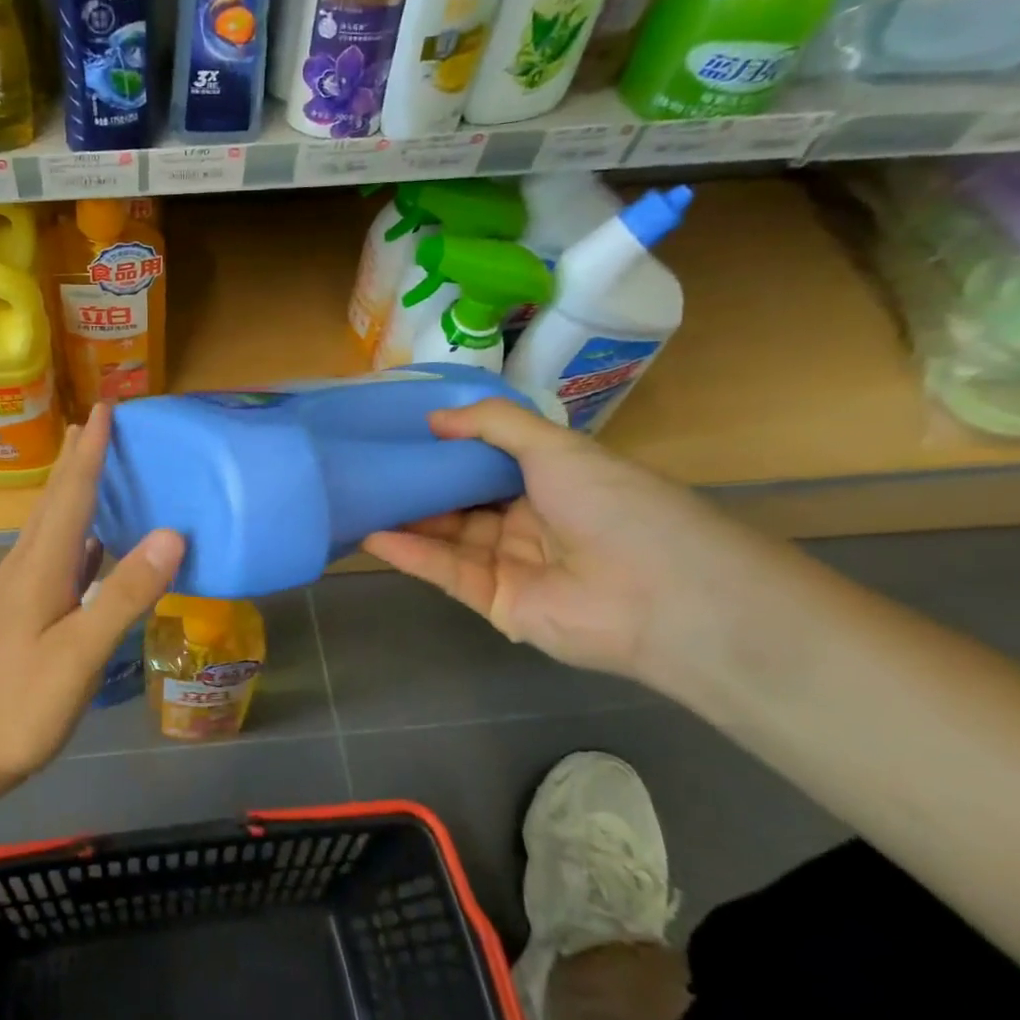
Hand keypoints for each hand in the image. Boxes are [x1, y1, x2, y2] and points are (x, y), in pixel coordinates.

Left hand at [0, 404, 184, 786]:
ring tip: (97, 464)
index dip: (90, 450)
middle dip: (78, 457)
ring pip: (54, 524)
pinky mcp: (28, 612)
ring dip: (75, 489)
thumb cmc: (20, 704)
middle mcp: (28, 566)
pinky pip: (59, 555)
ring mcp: (24, 590)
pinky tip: (95, 541)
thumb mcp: (79, 652)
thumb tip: (171, 535)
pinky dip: (81, 534)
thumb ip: (124, 593)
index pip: (70, 493)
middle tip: (101, 421)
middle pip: (56, 499)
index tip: (106, 407)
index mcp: (40, 566)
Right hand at [361, 399, 759, 683]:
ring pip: (447, 536)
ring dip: (406, 519)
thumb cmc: (613, 504)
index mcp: (549, 481)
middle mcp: (527, 521)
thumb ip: (493, 425)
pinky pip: (448, 572)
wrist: (662, 594)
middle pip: (460, 500)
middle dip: (417, 484)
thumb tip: (433, 417)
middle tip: (366, 466)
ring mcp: (510, 564)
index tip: (398, 432)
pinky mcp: (496, 603)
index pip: (485, 463)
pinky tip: (373, 535)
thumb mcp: (555, 446)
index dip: (444, 448)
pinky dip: (412, 554)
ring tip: (357, 498)